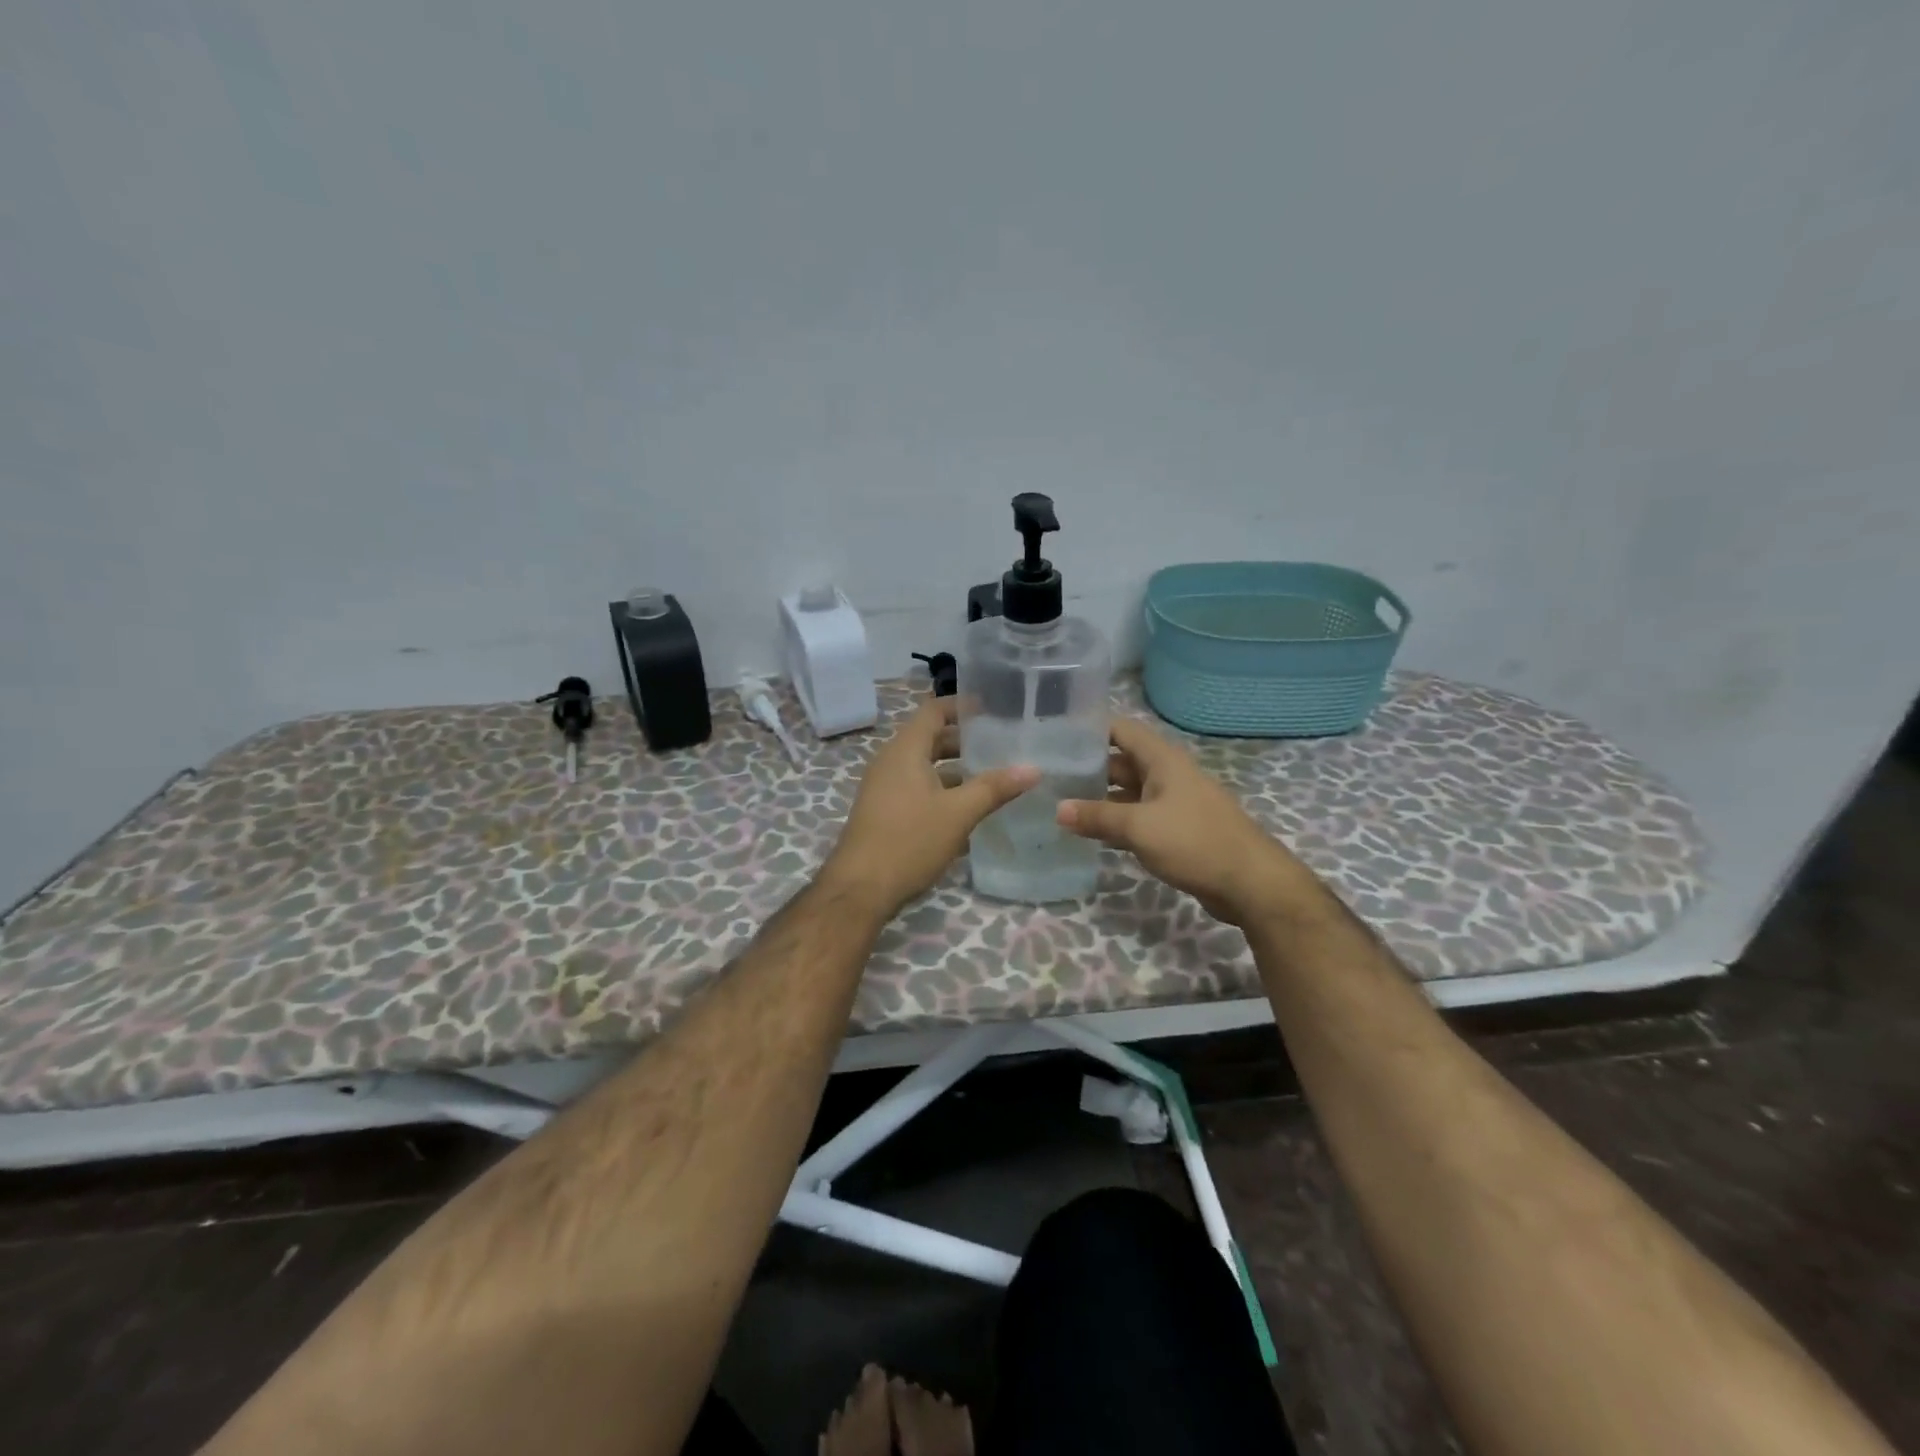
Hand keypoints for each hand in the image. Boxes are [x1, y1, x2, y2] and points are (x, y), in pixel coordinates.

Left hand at [824, 698, 1039, 916]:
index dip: (962, 706)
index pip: (934, 710)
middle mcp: (891, 762)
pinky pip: (917, 790)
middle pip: (931, 739)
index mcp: (905, 750)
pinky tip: (969, 814)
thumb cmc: (909, 841)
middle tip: (1002, 745)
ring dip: (956, 771)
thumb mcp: (958, 813)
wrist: (859, 889)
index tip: (993, 709)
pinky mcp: (885, 813)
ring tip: (993, 778)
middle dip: (965, 741)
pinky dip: (942, 793)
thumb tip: (1033, 769)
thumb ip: (995, 788)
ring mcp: (885, 789)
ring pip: (925, 768)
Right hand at [1056, 717, 1310, 925]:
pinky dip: (1116, 822)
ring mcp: (1173, 802)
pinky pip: (1139, 817)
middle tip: (1047, 777)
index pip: (1120, 729)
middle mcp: (1167, 774)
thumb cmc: (1195, 842)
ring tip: (1059, 805)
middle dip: (1087, 768)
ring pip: (1128, 792)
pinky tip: (1090, 835)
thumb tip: (1058, 809)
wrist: (1251, 883)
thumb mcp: (1139, 827)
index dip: (1089, 729)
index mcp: (1162, 760)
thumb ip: (1097, 816)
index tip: (1054, 737)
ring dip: (1099, 798)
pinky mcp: (1176, 829)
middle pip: (1120, 761)